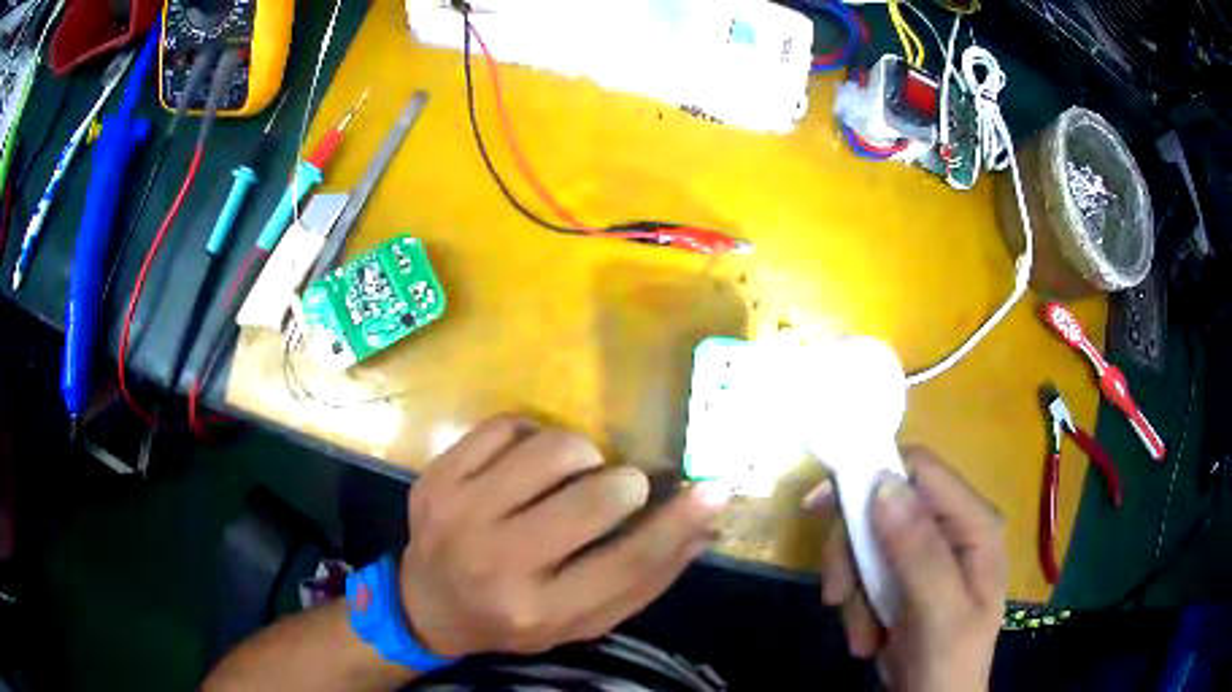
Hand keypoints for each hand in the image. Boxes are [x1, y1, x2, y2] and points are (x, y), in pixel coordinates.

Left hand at [399, 415, 727, 658]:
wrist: (429, 603)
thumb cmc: (516, 616)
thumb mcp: (582, 618)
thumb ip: (644, 578)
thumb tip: (706, 522)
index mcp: (541, 609)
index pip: (627, 562)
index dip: (677, 523)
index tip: (713, 488)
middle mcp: (497, 563)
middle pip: (592, 498)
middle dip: (623, 484)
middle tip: (619, 489)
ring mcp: (460, 512)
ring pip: (551, 448)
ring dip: (580, 454)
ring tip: (571, 476)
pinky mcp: (438, 475)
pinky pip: (507, 425)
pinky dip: (532, 435)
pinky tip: (527, 463)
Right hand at [812, 448, 1005, 690]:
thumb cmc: (947, 662)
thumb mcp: (937, 612)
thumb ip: (919, 550)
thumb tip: (883, 483)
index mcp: (974, 525)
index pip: (921, 470)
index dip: (871, 475)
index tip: (820, 507)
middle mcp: (953, 529)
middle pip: (885, 507)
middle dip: (854, 555)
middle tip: (836, 596)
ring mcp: (929, 553)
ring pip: (868, 542)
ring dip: (853, 589)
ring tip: (861, 632)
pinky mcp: (906, 577)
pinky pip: (865, 572)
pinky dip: (855, 604)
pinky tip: (867, 635)